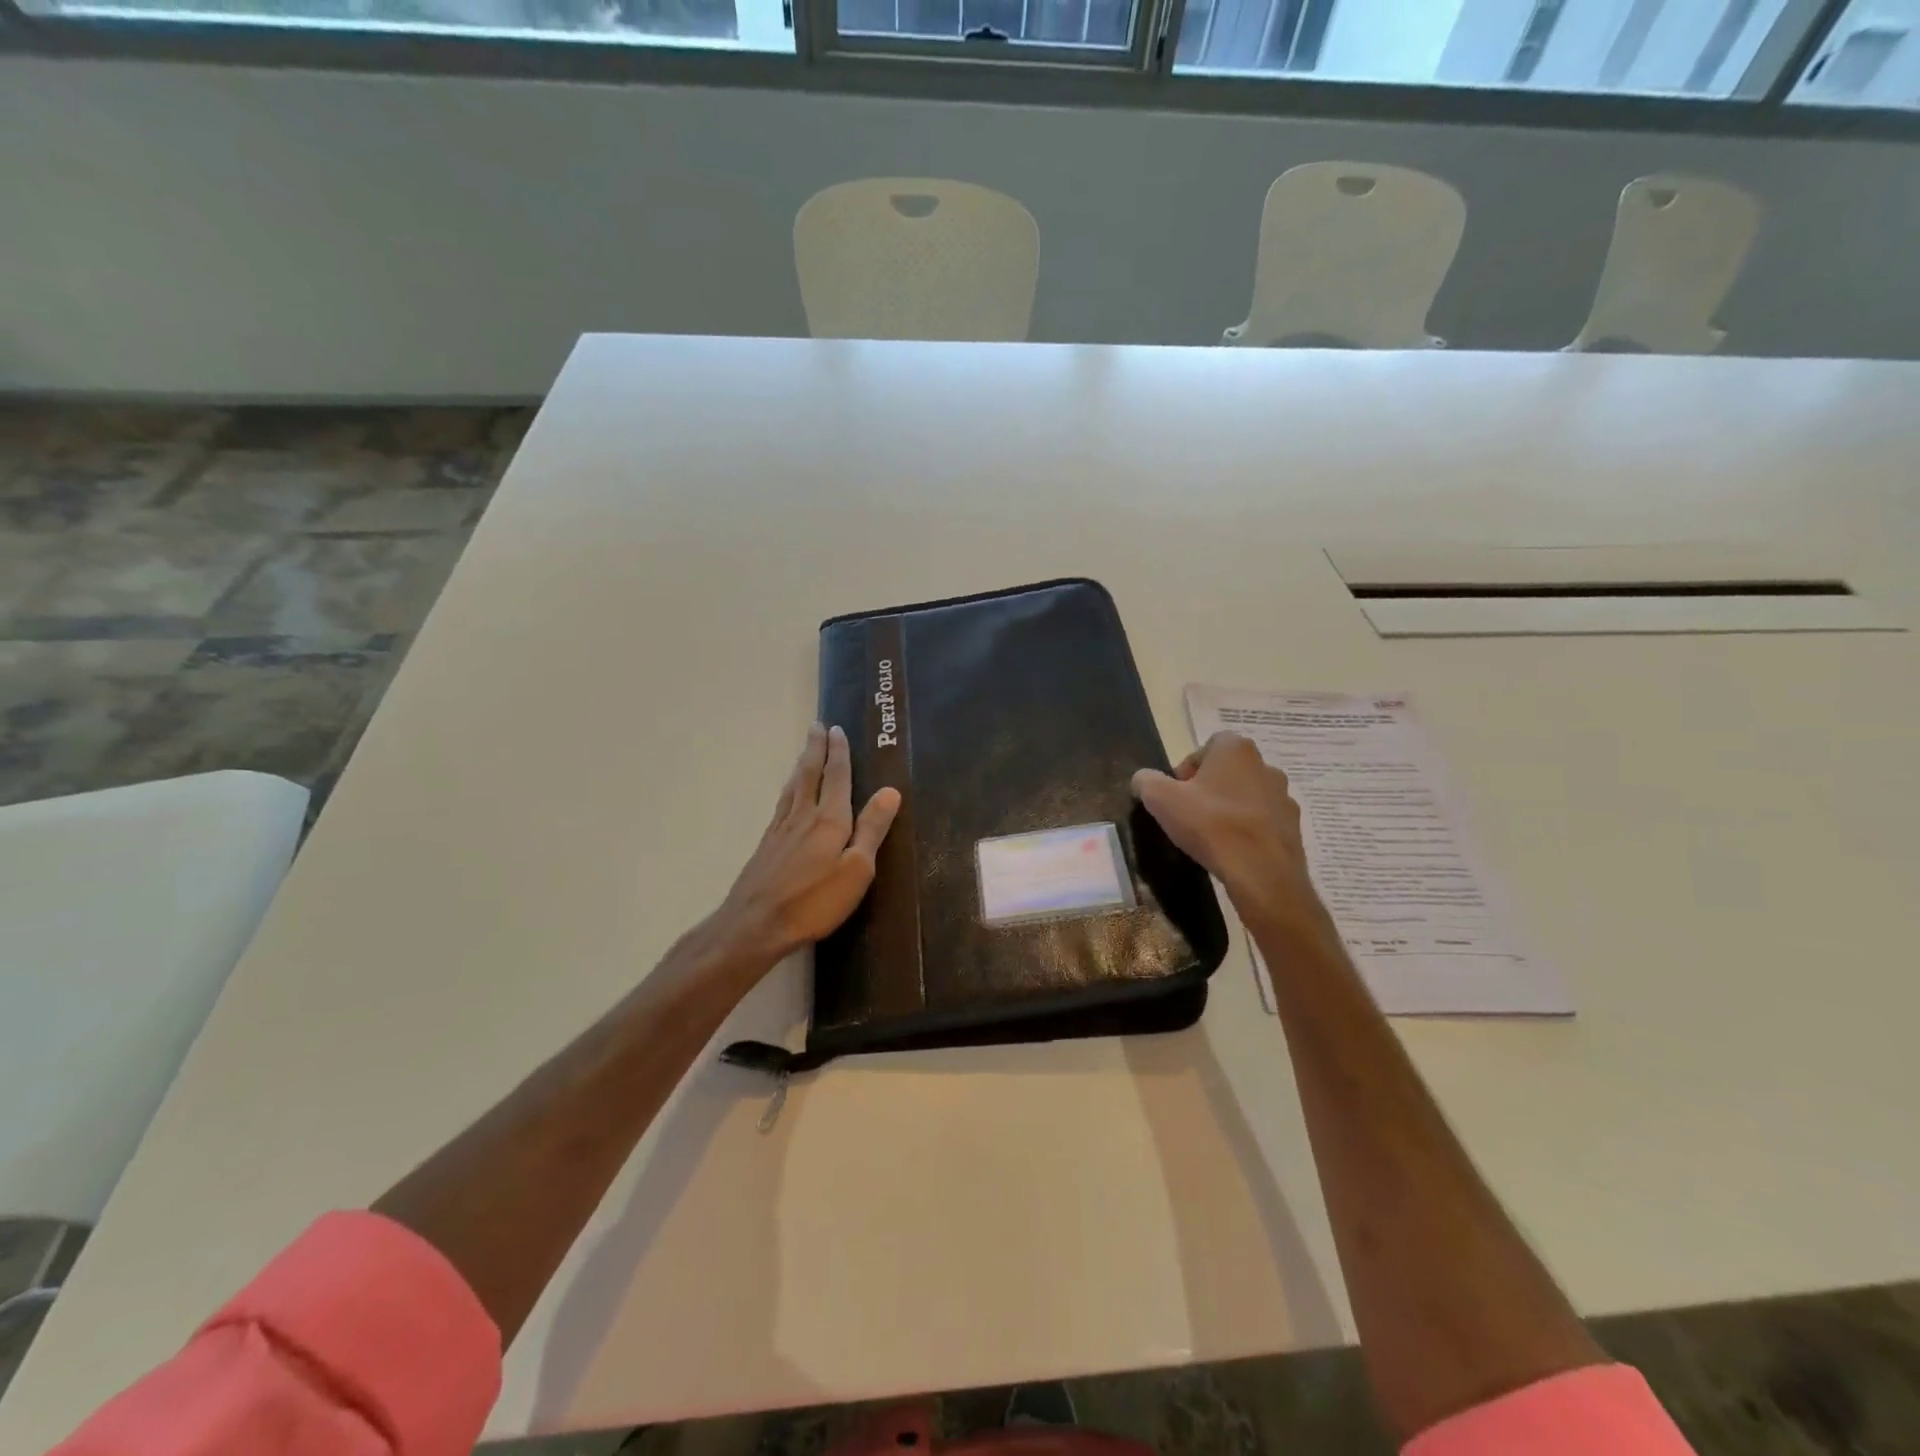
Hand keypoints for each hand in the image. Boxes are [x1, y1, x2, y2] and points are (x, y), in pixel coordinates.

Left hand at [712, 723, 901, 966]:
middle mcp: (803, 816)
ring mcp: (781, 830)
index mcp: (829, 819)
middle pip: (809, 774)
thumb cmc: (814, 901)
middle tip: (816, 726)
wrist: (756, 924)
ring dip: (801, 765)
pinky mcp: (767, 845)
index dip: (838, 753)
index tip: (837, 729)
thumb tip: (890, 791)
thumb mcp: (857, 869)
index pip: (836, 777)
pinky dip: (788, 788)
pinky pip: (782, 804)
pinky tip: (788, 794)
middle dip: (816, 749)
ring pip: (793, 787)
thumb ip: (872, 829)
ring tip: (805, 751)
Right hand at [1131, 732, 1328, 935]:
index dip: (1187, 770)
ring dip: (1230, 808)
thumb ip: (1146, 781)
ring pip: (1247, 795)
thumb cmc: (1210, 825)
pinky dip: (1248, 830)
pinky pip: (1263, 821)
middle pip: (1227, 771)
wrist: (1261, 872)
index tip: (1176, 794)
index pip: (1205, 747)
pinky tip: (1234, 850)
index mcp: (1234, 748)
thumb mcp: (1161, 799)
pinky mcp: (1293, 825)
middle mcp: (1265, 764)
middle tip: (1190, 814)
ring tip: (1212, 835)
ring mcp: (1283, 795)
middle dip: (1208, 788)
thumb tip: (1143, 779)